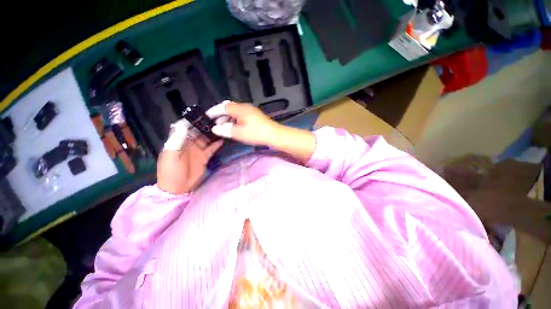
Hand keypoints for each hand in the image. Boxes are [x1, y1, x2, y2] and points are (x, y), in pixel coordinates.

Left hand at [157, 120, 222, 194]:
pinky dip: (216, 144)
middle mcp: (189, 143)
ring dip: (212, 133)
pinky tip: (222, 139)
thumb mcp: (170, 155)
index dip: (193, 120)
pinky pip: (211, 148)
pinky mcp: (204, 157)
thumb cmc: (170, 171)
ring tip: (221, 127)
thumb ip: (176, 140)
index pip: (185, 127)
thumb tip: (183, 124)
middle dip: (205, 125)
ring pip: (206, 139)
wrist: (178, 188)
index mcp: (178, 141)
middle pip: (198, 131)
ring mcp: (197, 150)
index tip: (203, 114)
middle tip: (216, 119)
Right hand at [206, 101, 280, 145]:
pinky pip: (241, 115)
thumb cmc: (256, 133)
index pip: (223, 107)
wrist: (274, 135)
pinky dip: (235, 120)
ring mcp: (251, 111)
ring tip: (224, 128)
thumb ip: (225, 130)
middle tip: (216, 125)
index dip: (214, 111)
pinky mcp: (255, 116)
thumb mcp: (238, 133)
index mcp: (240, 109)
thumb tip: (215, 128)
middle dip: (221, 116)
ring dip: (228, 119)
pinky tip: (235, 127)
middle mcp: (245, 107)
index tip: (207, 117)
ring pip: (236, 112)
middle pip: (229, 108)